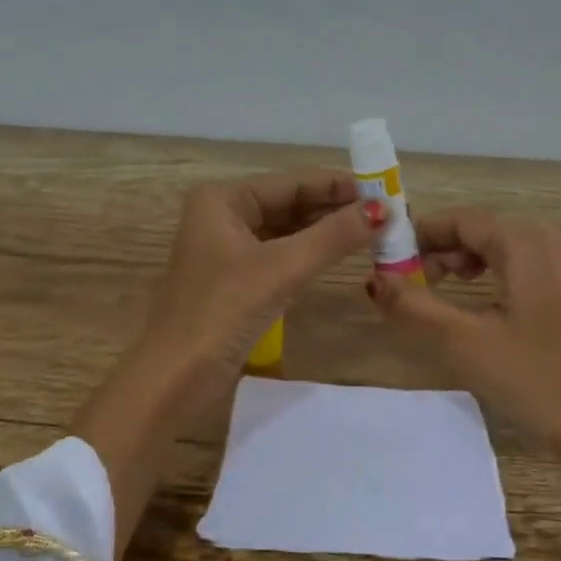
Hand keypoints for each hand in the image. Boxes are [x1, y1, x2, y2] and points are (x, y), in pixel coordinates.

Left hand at [77, 170, 380, 560]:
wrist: (174, 379)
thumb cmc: (222, 312)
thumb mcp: (281, 268)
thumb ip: (333, 236)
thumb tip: (383, 209)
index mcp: (223, 200)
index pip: (291, 181)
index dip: (338, 185)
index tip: (385, 190)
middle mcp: (222, 216)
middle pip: (289, 203)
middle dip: (335, 208)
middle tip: (386, 214)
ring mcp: (227, 250)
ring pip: (286, 230)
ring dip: (325, 232)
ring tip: (373, 232)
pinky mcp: (234, 280)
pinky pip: (279, 256)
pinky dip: (309, 255)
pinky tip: (340, 256)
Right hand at [367, 209, 560, 560]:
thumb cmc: (534, 379)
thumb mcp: (463, 342)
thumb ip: (414, 306)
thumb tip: (374, 281)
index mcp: (528, 244)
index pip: (463, 219)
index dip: (420, 234)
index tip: (388, 258)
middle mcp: (554, 244)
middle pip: (485, 230)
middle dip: (442, 249)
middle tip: (411, 281)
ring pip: (505, 250)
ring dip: (466, 263)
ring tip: (440, 292)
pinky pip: (526, 269)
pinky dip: (494, 277)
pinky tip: (481, 307)